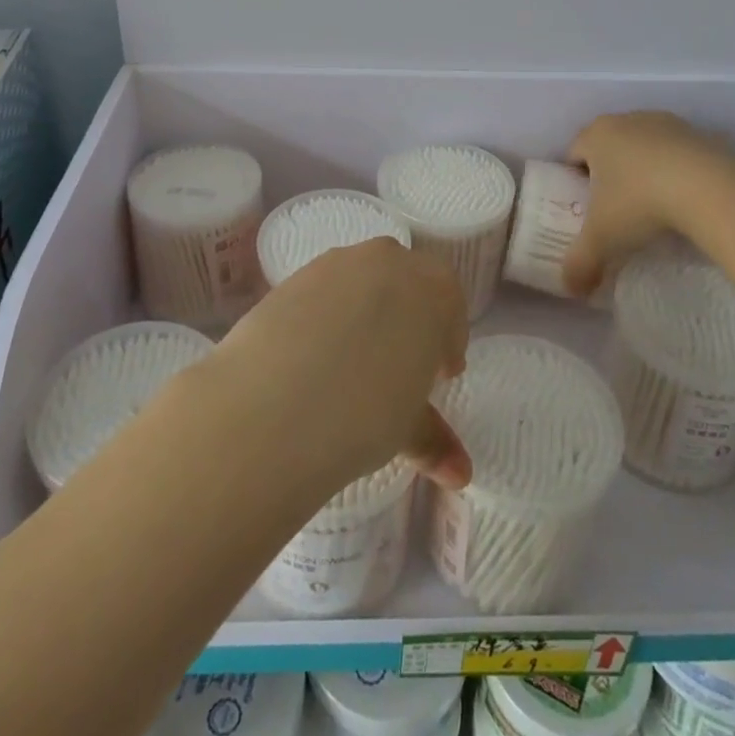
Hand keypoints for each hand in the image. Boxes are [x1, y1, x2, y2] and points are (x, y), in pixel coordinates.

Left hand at [210, 237, 471, 490]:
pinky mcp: (292, 276)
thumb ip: (435, 440)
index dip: (447, 341)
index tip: (438, 376)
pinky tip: (314, 356)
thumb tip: (460, 475)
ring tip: (352, 363)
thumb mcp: (408, 428)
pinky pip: (323, 291)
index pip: (450, 303)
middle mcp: (387, 261)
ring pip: (363, 281)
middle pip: (407, 282)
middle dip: (409, 318)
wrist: (273, 401)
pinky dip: (327, 315)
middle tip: (399, 366)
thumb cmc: (364, 411)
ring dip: (366, 312)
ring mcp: (335, 263)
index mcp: (431, 287)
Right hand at [563, 111, 731, 296]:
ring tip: (654, 206)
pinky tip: (685, 199)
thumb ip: (579, 264)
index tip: (586, 208)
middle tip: (617, 210)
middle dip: (610, 174)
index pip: (573, 153)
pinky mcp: (702, 134)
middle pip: (610, 147)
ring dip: (645, 170)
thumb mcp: (602, 240)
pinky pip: (679, 153)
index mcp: (596, 135)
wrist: (710, 190)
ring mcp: (667, 123)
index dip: (575, 181)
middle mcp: (627, 120)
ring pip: (645, 147)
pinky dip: (678, 171)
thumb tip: (571, 288)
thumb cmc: (640, 204)